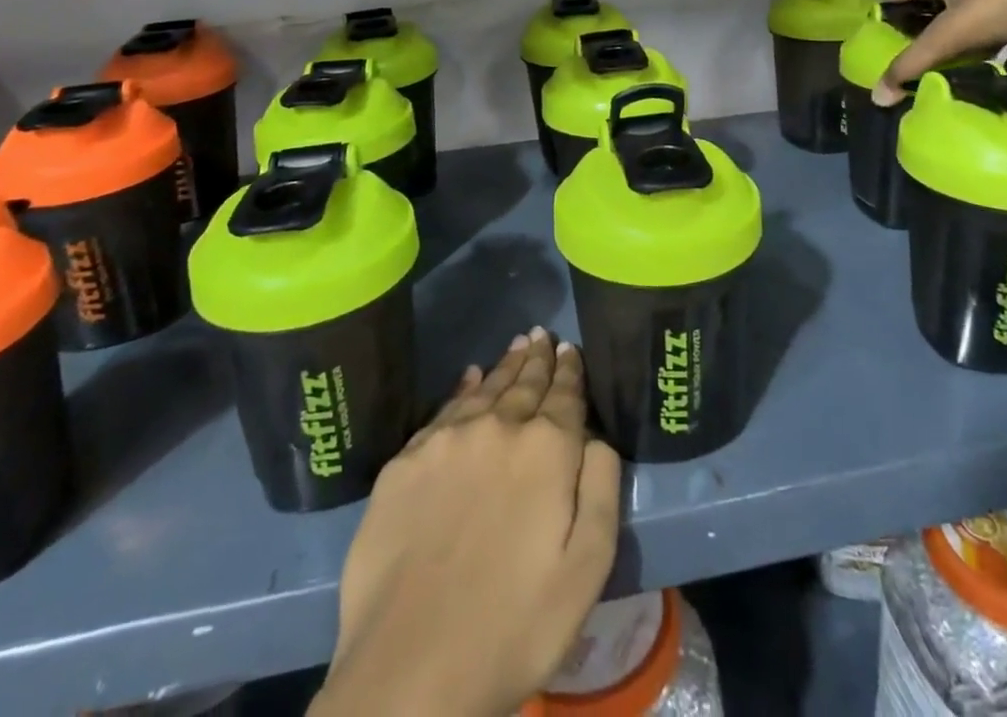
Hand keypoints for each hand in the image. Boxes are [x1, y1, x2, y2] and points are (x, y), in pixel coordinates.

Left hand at [312, 331, 622, 716]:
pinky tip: (471, 378)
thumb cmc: (514, 626)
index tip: (571, 349)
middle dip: (538, 358)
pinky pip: (444, 409)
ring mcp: (447, 440)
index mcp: (546, 450)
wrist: (409, 670)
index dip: (570, 371)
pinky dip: (464, 388)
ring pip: (486, 388)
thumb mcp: (586, 569)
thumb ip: (600, 489)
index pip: (564, 395)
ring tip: (518, 344)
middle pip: (524, 383)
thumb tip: (596, 437)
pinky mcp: (406, 461)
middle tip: (544, 335)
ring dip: (505, 365)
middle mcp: (498, 427)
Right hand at [874, 0, 1006, 103]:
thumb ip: (913, 64)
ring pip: (984, 26)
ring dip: (971, 48)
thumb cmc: (1002, 3)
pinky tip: (1004, 82)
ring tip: (957, 75)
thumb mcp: (950, 34)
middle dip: (933, 31)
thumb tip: (878, 96)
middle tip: (920, 60)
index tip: (887, 27)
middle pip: (947, 6)